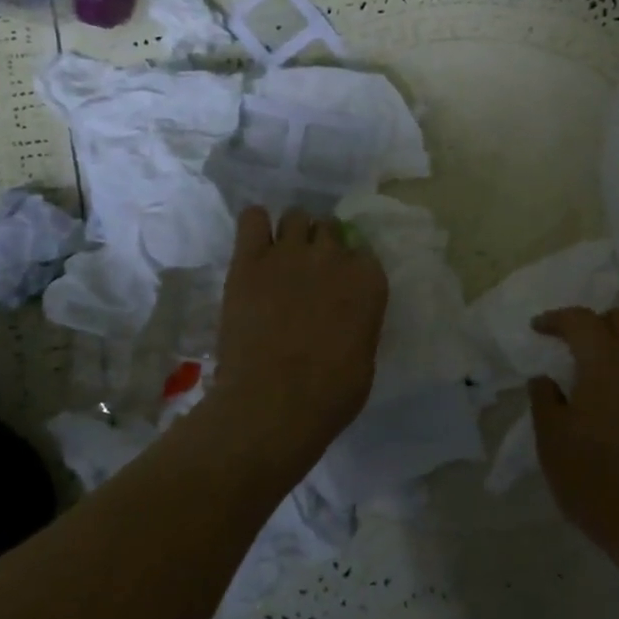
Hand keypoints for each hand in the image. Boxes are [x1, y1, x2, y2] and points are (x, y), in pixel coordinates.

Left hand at [212, 207, 388, 469]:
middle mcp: (333, 256)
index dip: (350, 267)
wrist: (273, 402)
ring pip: (296, 216)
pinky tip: (255, 242)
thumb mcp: (364, 354)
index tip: (341, 284)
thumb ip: (360, 319)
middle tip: (309, 271)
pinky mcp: (249, 260)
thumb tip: (348, 313)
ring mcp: (289, 253)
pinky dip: (256, 224)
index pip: (363, 252)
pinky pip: (252, 218)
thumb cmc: (331, 393)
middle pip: (329, 228)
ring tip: (282, 257)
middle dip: (321, 245)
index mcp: (368, 280)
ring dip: (293, 233)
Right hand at [529, 307, 618, 567]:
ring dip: (613, 352)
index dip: (556, 319)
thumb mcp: (552, 439)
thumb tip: (545, 379)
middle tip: (569, 344)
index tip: (538, 329)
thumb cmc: (594, 478)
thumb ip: (544, 399)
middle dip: (593, 323)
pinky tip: (612, 410)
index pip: (582, 319)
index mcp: (606, 363)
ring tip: (588, 380)